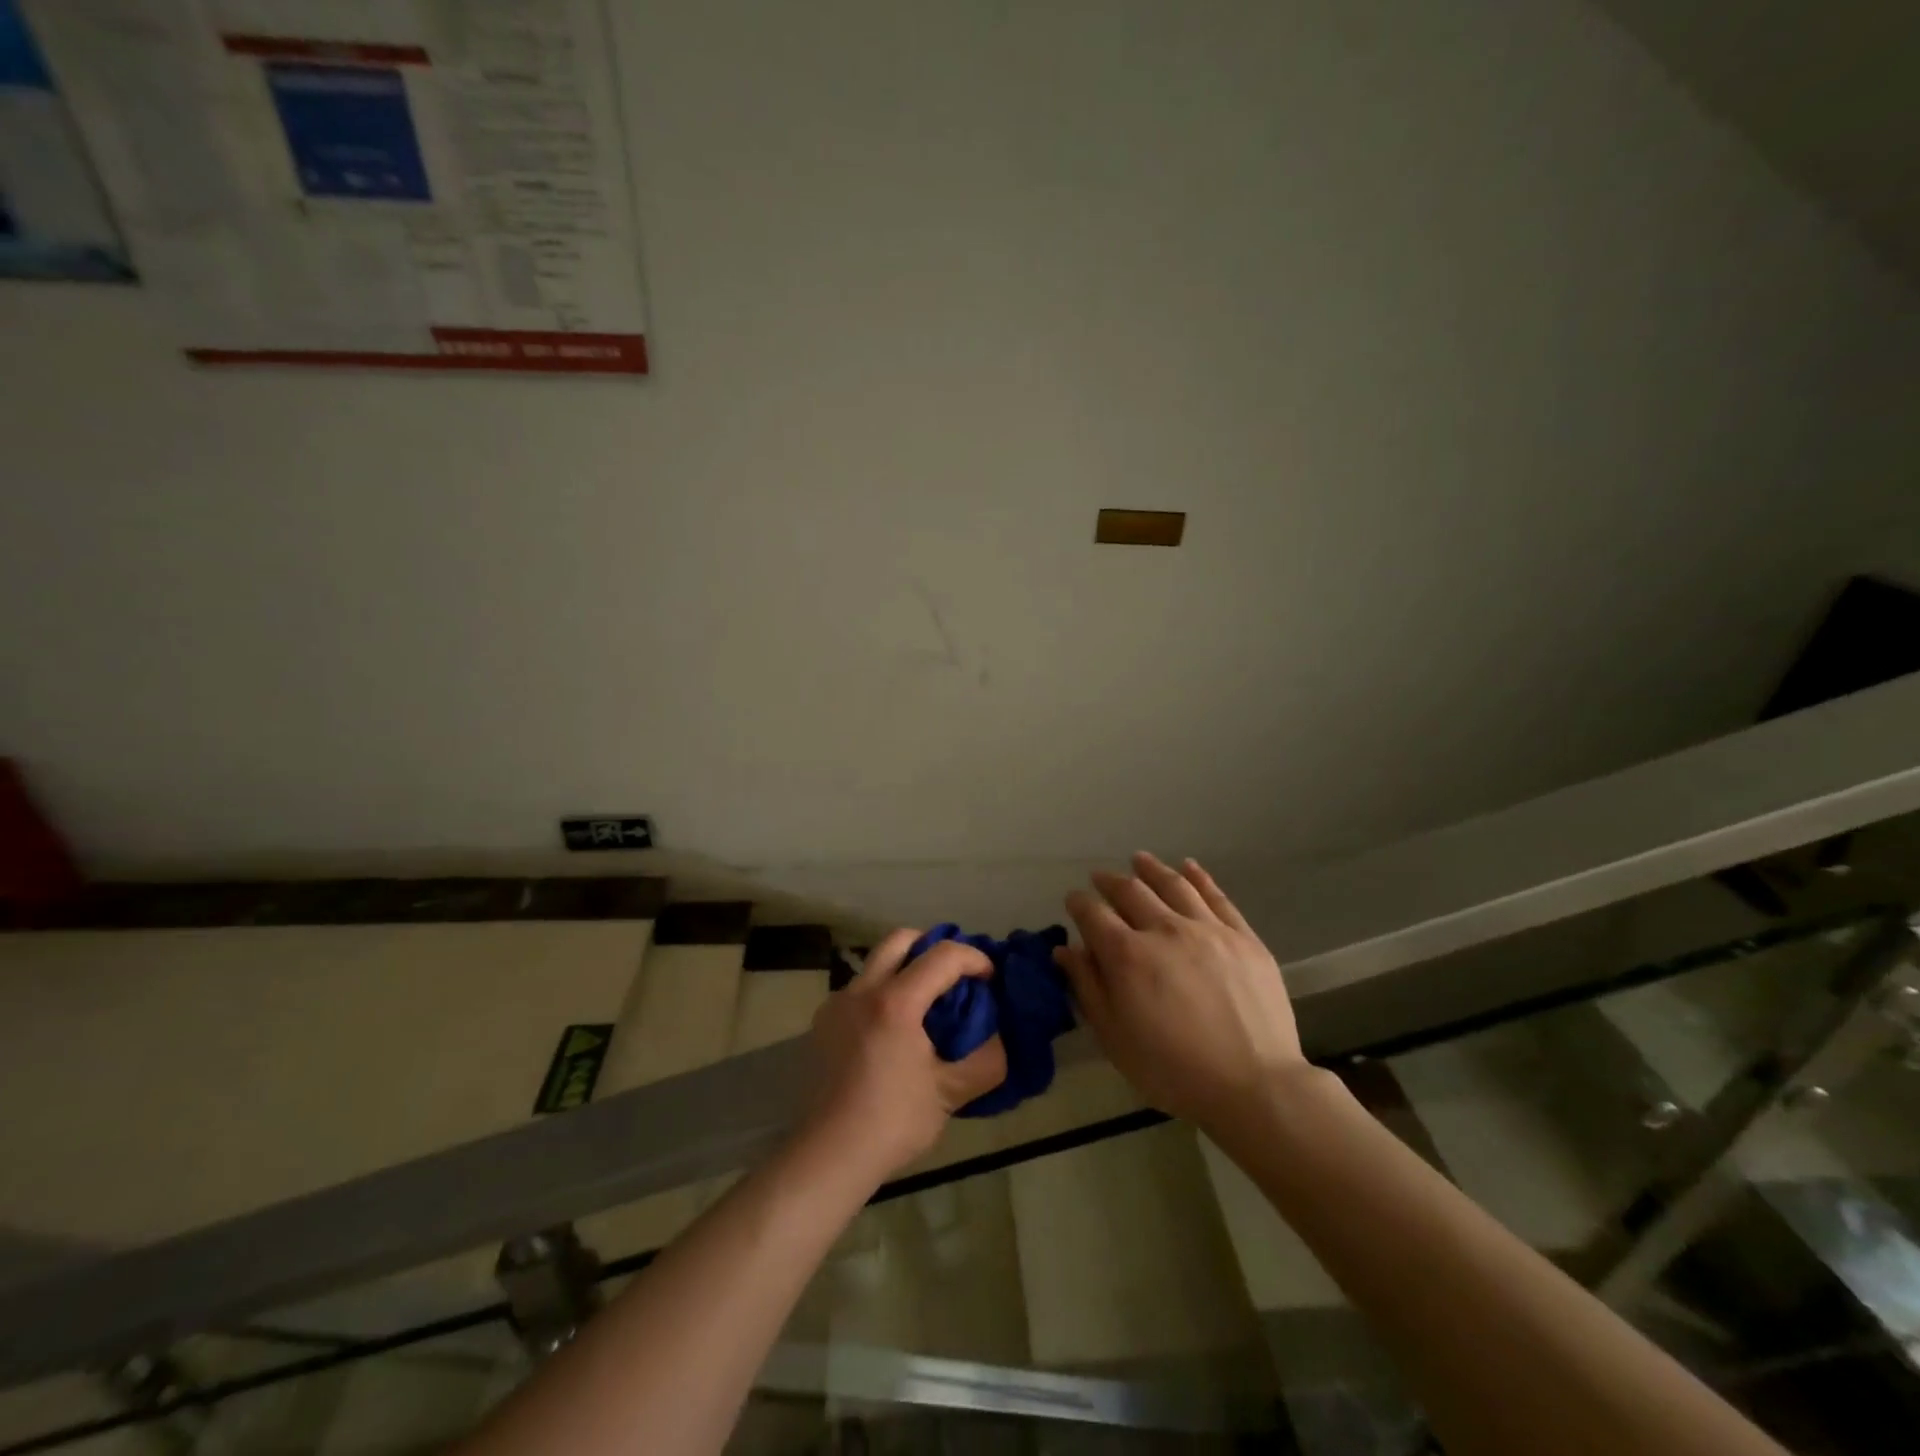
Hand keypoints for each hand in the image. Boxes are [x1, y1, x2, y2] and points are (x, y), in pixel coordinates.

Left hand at [799, 929, 1007, 1182]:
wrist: (829, 1155)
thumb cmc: (893, 1123)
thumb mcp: (951, 1094)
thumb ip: (986, 1060)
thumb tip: (999, 1037)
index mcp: (895, 1002)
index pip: (943, 956)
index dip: (974, 959)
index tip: (990, 979)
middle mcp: (862, 990)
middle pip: (901, 939)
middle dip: (934, 947)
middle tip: (954, 976)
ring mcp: (837, 1003)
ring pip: (876, 962)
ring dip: (906, 969)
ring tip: (926, 1004)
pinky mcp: (823, 1022)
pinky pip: (859, 989)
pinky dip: (883, 992)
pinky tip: (893, 1030)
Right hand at [1056, 853, 1306, 1131]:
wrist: (1254, 1085)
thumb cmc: (1173, 1070)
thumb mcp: (1115, 1038)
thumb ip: (1087, 988)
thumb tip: (1065, 950)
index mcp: (1127, 955)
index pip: (1093, 914)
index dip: (1079, 903)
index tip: (1073, 900)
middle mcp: (1164, 929)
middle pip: (1131, 891)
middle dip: (1110, 881)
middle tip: (1100, 878)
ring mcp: (1207, 929)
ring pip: (1173, 884)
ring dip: (1151, 869)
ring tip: (1138, 860)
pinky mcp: (1242, 936)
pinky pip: (1216, 896)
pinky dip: (1199, 877)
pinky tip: (1189, 867)